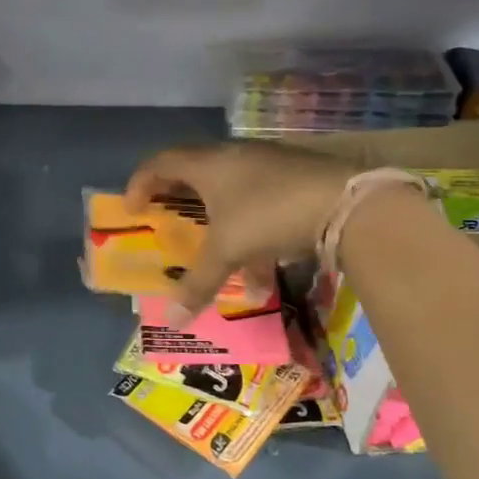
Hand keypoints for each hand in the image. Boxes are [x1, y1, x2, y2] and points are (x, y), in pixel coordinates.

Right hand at [125, 142, 358, 319]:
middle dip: (178, 199)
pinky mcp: (295, 178)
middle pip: (195, 172)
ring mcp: (268, 165)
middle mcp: (235, 156)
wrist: (345, 203)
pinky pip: (260, 202)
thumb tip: (172, 321)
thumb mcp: (228, 251)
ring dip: (218, 222)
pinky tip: (263, 272)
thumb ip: (198, 283)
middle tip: (167, 219)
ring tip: (217, 257)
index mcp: (209, 164)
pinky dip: (251, 232)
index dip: (141, 183)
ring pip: (231, 191)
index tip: (133, 209)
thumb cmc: (269, 215)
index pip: (162, 162)